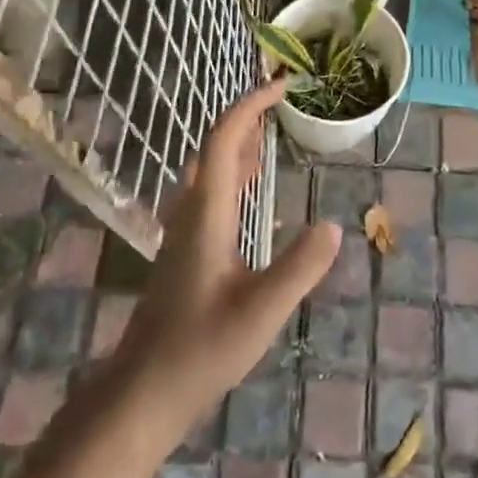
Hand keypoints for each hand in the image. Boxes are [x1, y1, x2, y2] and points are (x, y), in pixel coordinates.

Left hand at [113, 77, 339, 431]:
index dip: (250, 106)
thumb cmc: (200, 349)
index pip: (225, 141)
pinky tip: (251, 192)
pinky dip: (234, 174)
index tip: (281, 86)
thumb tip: (333, 225)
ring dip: (238, 145)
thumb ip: (299, 267)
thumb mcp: (261, 310)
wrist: (144, 391)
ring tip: (270, 134)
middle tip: (281, 104)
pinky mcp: (185, 251)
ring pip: (210, 171)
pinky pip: (210, 193)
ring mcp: (184, 232)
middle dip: (245, 119)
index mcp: (207, 213)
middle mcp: (191, 212)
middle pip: (214, 148)